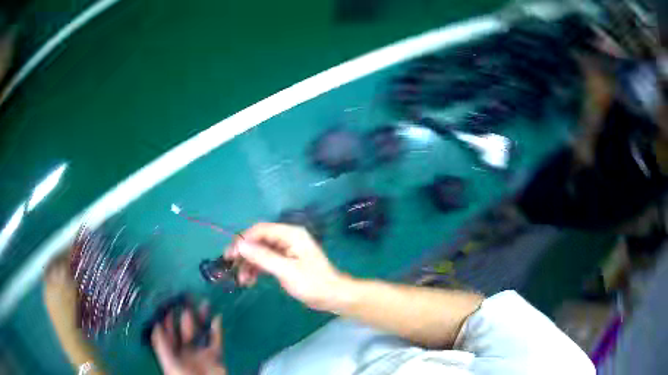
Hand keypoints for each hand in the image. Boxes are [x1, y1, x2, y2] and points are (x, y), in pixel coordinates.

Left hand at [151, 305, 224, 374]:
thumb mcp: (168, 361)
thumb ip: (161, 343)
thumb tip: (155, 323)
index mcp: (172, 351)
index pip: (168, 331)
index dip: (167, 318)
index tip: (168, 302)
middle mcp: (186, 349)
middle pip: (185, 329)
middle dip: (186, 314)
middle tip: (187, 298)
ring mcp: (201, 352)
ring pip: (201, 331)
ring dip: (202, 318)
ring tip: (204, 303)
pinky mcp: (215, 355)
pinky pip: (216, 339)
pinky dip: (217, 329)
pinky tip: (216, 317)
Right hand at [225, 223, 350, 310]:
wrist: (333, 297)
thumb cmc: (312, 283)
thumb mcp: (285, 270)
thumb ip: (262, 257)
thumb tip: (239, 245)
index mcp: (290, 234)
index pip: (260, 230)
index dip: (243, 240)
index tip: (230, 255)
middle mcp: (287, 238)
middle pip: (258, 241)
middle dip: (244, 254)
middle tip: (231, 267)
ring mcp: (286, 250)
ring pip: (260, 252)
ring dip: (249, 264)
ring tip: (242, 280)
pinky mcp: (286, 261)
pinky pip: (266, 261)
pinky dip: (257, 269)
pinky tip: (250, 280)